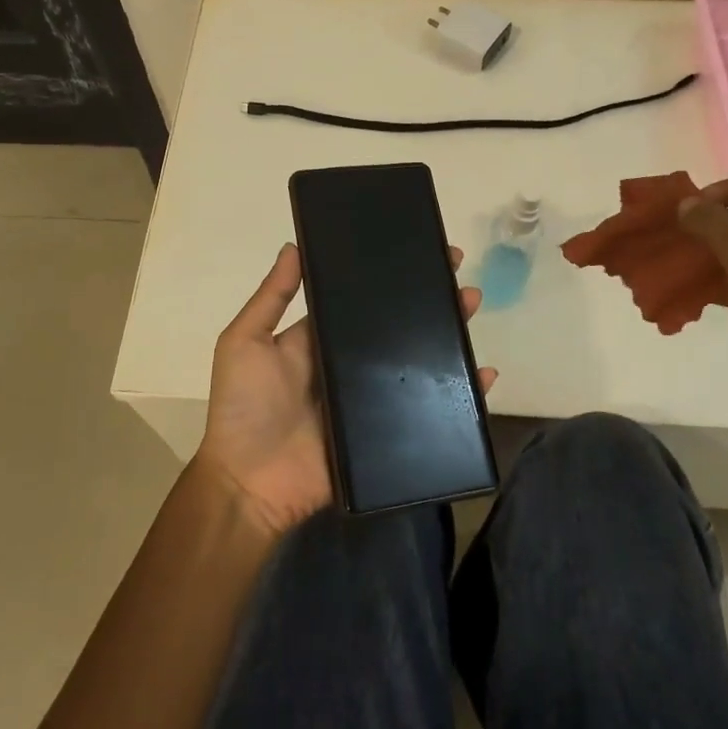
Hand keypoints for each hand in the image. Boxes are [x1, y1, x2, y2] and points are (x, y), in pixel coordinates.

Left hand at [196, 243, 495, 537]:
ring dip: (448, 334)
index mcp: (321, 338)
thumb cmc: (243, 407)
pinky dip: (462, 396)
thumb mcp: (245, 341)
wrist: (249, 483)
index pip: (362, 299)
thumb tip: (293, 244)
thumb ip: (271, 297)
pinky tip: (484, 376)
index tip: (420, 251)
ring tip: (472, 306)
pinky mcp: (387, 433)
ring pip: (419, 361)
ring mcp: (371, 398)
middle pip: (398, 326)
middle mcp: (350, 363)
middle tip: (459, 276)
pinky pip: (430, 410)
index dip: (390, 276)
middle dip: (429, 299)